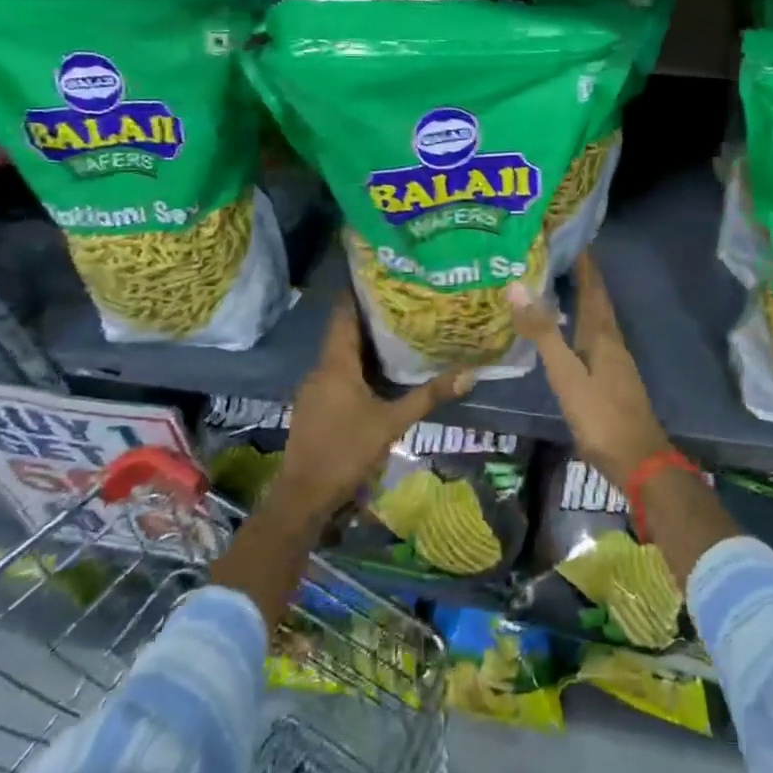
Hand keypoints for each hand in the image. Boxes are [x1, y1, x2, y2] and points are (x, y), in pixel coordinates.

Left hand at [273, 294, 469, 519]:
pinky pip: (336, 375)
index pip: (344, 315)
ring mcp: (313, 389)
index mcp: (336, 364)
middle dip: (369, 318)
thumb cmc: (347, 451)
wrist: (303, 496)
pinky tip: (377, 374)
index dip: (358, 294)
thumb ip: (428, 396)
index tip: (380, 277)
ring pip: (340, 356)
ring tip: (396, 332)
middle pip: (343, 333)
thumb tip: (469, 373)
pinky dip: (355, 367)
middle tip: (401, 304)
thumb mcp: (392, 423)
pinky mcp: (313, 407)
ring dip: (364, 344)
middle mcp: (320, 369)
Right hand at [506, 254, 673, 489]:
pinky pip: (594, 338)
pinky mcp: (612, 378)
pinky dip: (580, 324)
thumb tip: (517, 286)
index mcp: (602, 333)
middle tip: (555, 255)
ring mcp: (614, 360)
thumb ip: (542, 332)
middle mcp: (611, 340)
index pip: (593, 286)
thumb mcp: (566, 374)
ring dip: (581, 299)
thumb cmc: (601, 416)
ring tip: (556, 286)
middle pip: (597, 300)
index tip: (568, 237)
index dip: (584, 262)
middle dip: (581, 276)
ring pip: (596, 319)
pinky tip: (567, 333)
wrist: (639, 461)